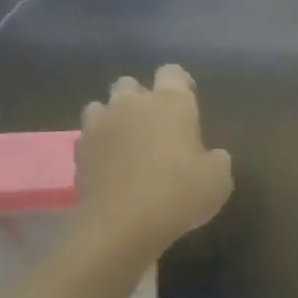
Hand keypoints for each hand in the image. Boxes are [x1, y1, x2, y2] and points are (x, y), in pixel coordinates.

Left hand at [77, 65, 232, 256]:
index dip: (180, 82)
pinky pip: (87, 137)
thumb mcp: (218, 182)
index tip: (187, 99)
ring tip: (125, 142)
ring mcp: (100, 125)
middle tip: (153, 124)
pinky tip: (107, 165)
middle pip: (130, 84)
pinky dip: (97, 145)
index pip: (172, 72)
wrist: (122, 224)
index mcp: (170, 103)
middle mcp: (132, 104)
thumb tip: (213, 156)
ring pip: (101, 106)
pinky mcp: (79, 150)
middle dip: (140, 98)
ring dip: (113, 118)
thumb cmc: (178, 194)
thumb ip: (216, 161)